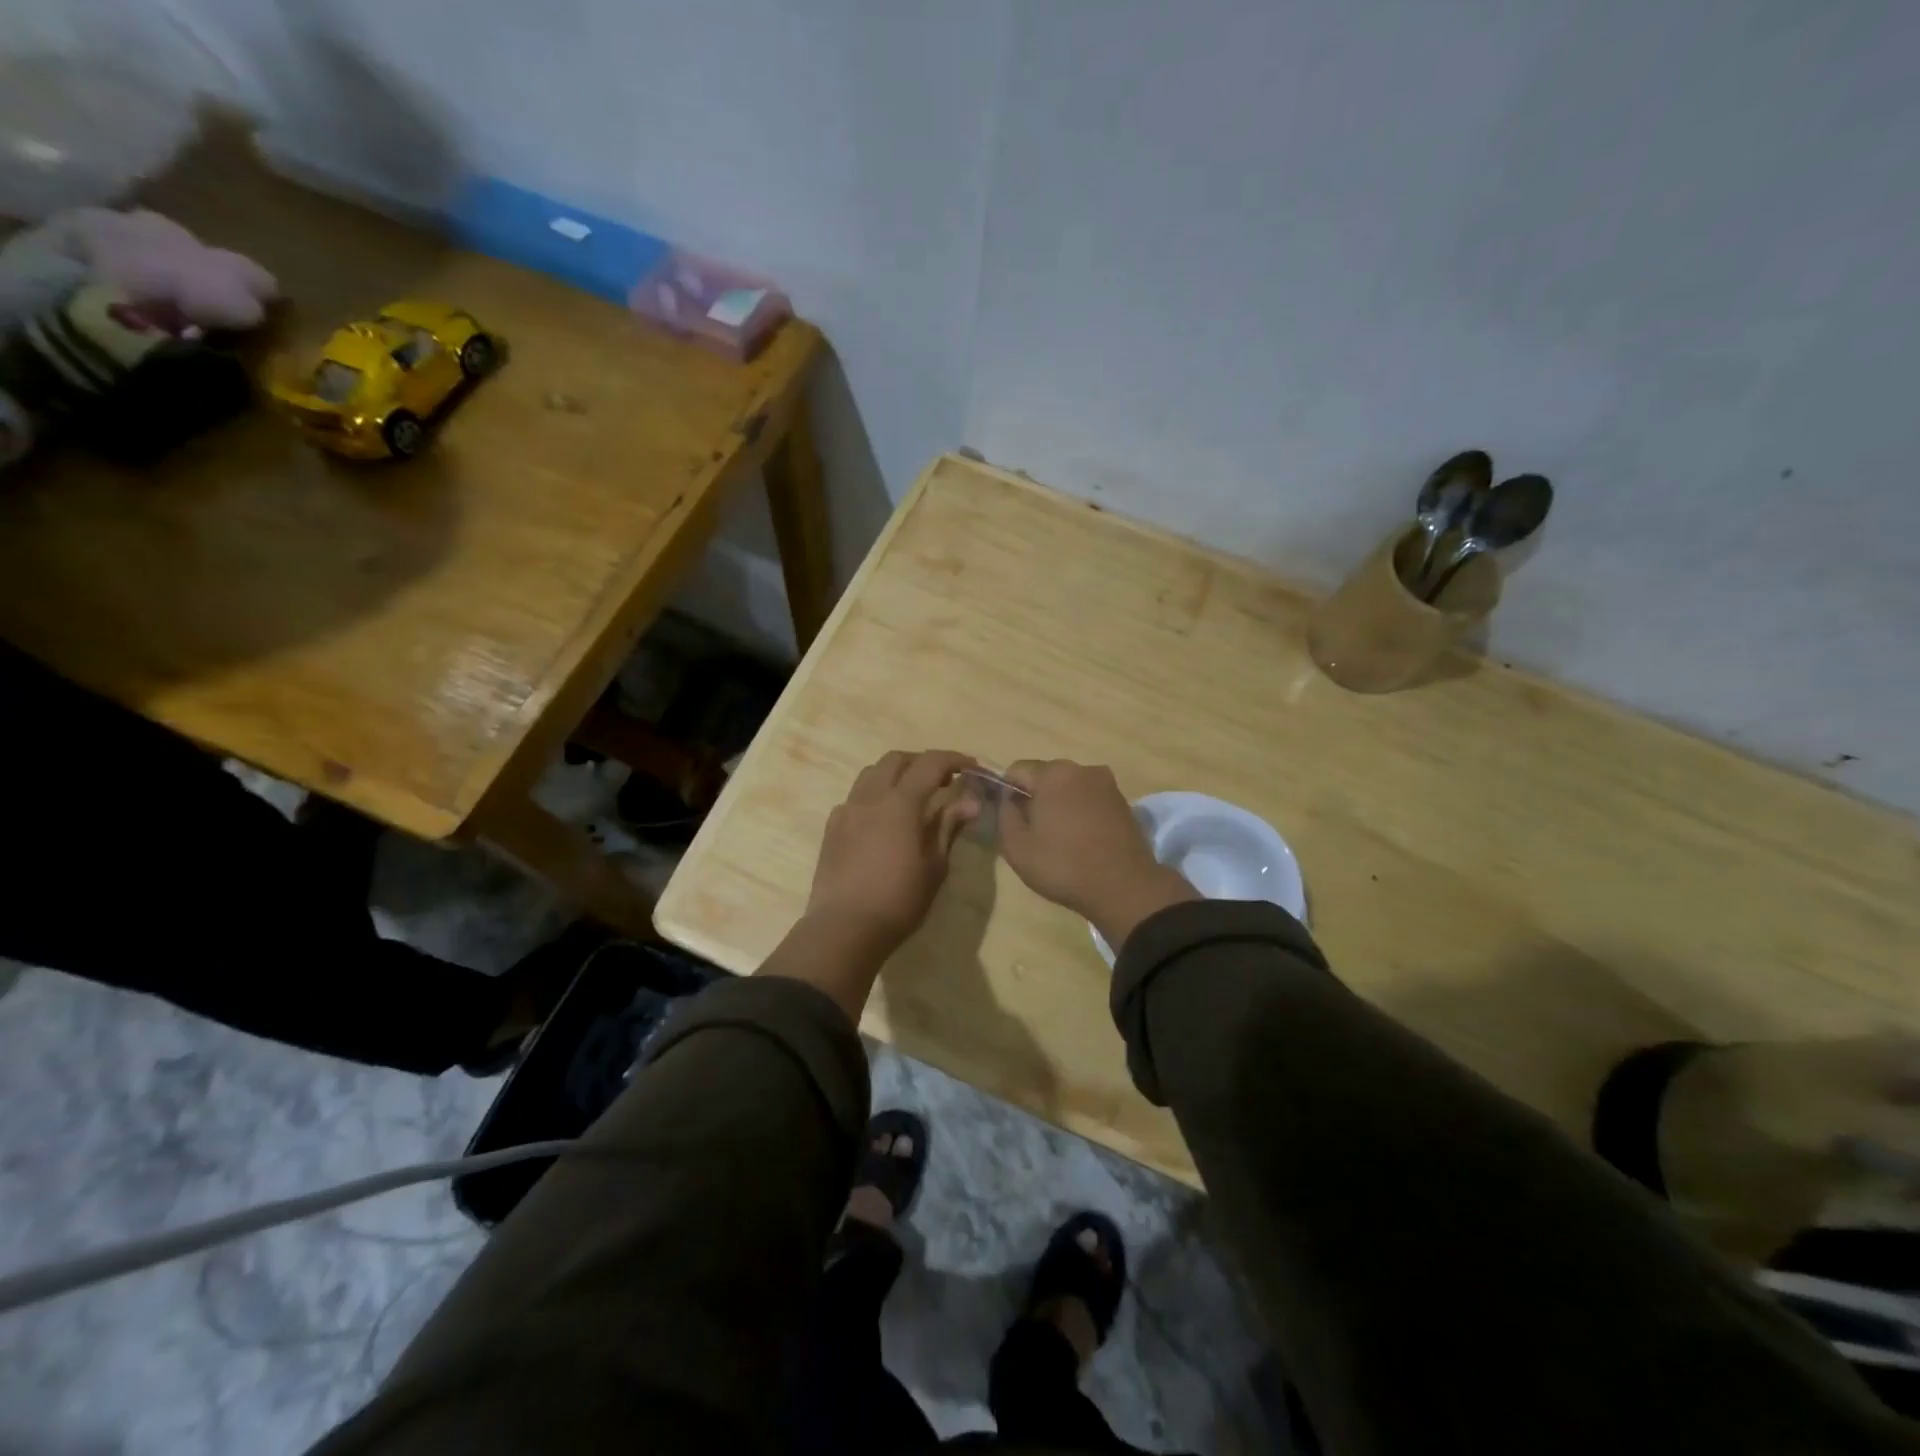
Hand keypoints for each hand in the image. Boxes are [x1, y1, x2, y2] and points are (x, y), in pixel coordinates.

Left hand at [805, 749, 978, 954]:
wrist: (844, 928)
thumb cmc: (899, 901)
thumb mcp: (935, 866)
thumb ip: (948, 827)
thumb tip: (969, 802)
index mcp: (900, 803)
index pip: (930, 764)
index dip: (953, 759)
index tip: (971, 767)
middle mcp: (870, 797)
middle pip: (896, 760)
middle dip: (922, 762)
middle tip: (943, 780)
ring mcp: (846, 811)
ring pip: (871, 774)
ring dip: (895, 774)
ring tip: (912, 796)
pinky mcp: (832, 828)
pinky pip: (855, 797)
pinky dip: (875, 796)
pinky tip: (883, 820)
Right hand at [998, 759, 1195, 947]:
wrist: (1124, 887)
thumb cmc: (1063, 865)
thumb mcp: (1016, 846)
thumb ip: (1004, 815)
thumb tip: (1007, 800)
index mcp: (1054, 773)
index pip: (1016, 770)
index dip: (1007, 793)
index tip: (1010, 820)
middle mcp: (1082, 769)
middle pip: (1046, 777)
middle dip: (1035, 798)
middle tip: (1033, 833)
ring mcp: (1107, 784)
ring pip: (1070, 788)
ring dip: (1060, 805)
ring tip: (1060, 840)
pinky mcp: (1124, 802)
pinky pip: (1090, 800)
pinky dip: (1081, 813)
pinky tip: (1082, 841)